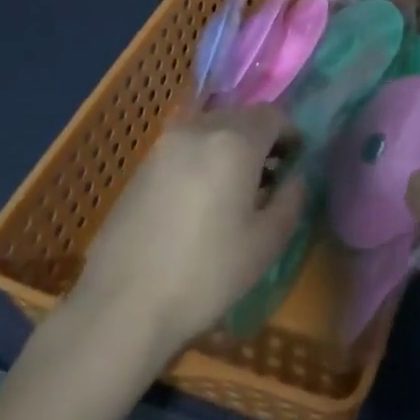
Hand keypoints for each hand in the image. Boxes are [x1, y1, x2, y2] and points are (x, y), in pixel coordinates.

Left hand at [74, 106, 304, 352]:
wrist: (123, 304)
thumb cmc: (206, 273)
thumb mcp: (267, 243)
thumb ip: (291, 199)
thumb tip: (295, 177)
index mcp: (234, 141)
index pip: (272, 115)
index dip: (290, 135)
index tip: (295, 164)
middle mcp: (198, 130)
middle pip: (240, 118)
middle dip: (260, 141)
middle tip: (269, 180)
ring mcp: (164, 146)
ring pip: (210, 131)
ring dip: (229, 149)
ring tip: (233, 193)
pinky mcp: (142, 166)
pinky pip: (185, 148)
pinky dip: (202, 160)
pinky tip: (200, 201)